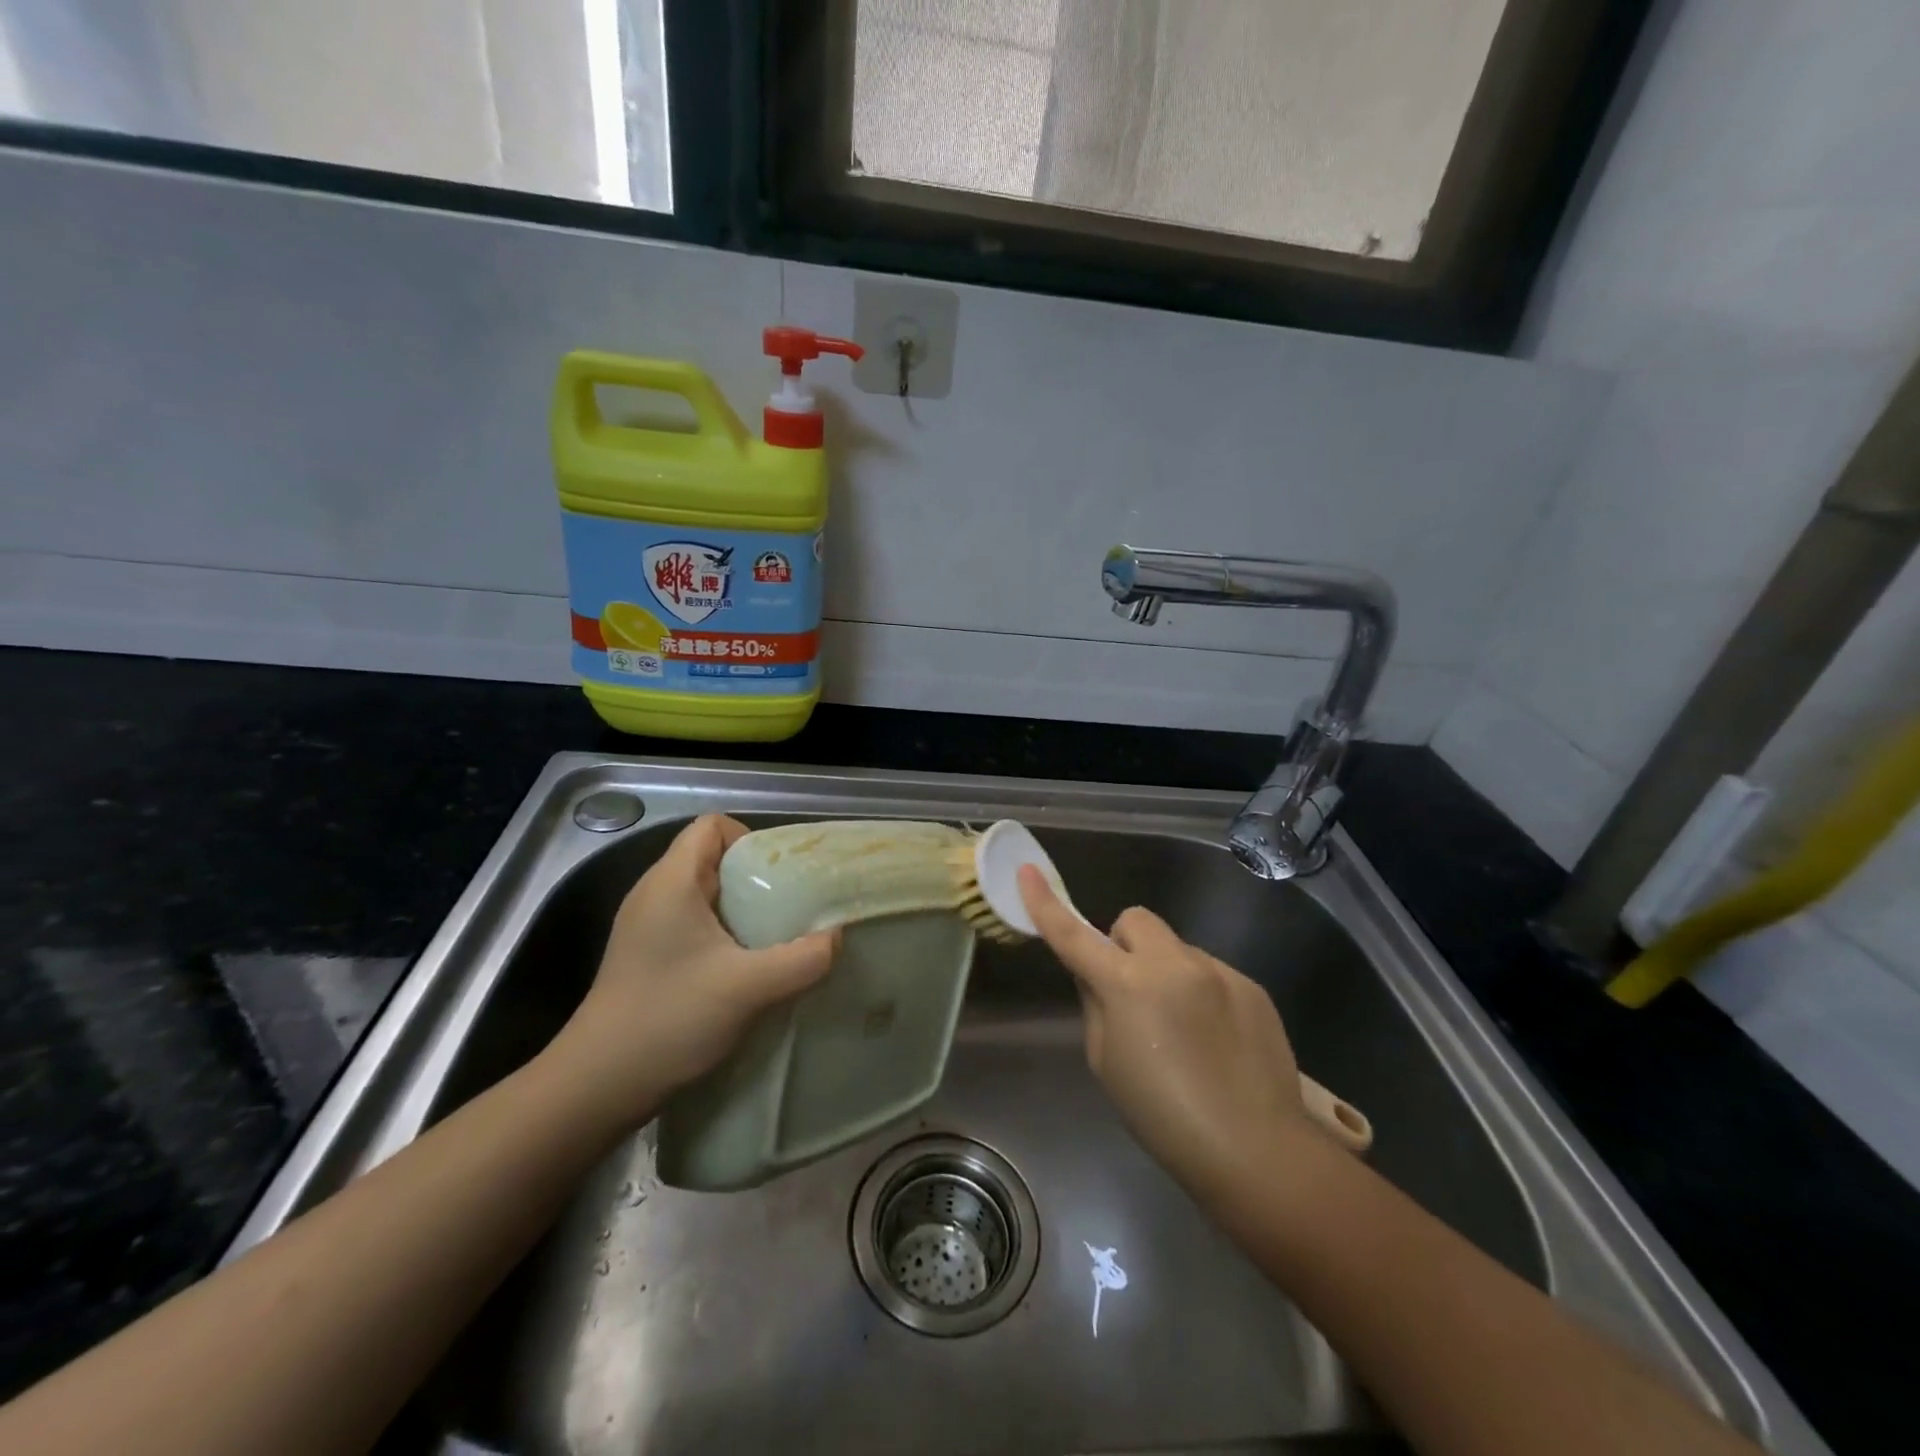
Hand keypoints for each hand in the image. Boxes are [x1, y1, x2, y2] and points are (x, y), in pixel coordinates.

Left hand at [545, 815, 835, 1122]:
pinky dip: (726, 935)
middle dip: (757, 878)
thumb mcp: (748, 988)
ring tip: (776, 940)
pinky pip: (696, 925)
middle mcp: (655, 894)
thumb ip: (802, 959)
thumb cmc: (670, 1019)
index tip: (781, 876)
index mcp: (671, 882)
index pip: (712, 826)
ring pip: (707, 895)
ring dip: (744, 911)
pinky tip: (746, 969)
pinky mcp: (648, 956)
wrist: (597, 1086)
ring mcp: (647, 927)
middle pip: (713, 859)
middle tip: (792, 910)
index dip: (751, 839)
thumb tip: (836, 937)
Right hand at [1018, 865, 1313, 1198]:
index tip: (1028, 871)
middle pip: (1135, 921)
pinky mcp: (1251, 985)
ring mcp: (1217, 970)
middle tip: (1130, 990)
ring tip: (1183, 1029)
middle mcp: (1173, 963)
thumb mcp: (1107, 1063)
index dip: (1046, 904)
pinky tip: (1216, 1039)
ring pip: (1176, 948)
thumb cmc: (1163, 1116)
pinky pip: (1211, 972)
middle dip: (1124, 944)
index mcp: (1127, 985)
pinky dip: (1201, 992)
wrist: (1256, 1150)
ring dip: (1166, 971)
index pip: (1074, 935)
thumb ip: (1096, 1006)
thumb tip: (1097, 976)